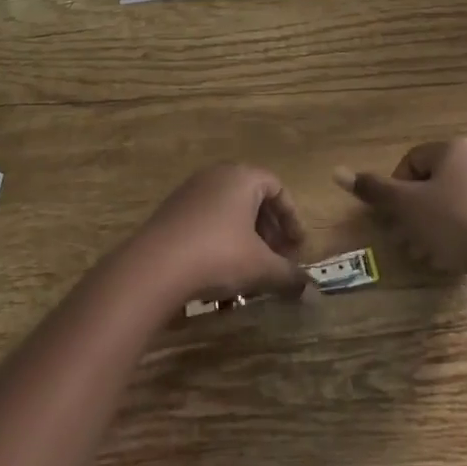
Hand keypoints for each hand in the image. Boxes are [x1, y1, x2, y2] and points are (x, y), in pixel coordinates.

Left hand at [123, 164, 308, 307]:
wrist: (155, 267)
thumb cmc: (218, 255)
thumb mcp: (260, 267)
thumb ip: (288, 275)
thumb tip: (312, 290)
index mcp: (242, 177)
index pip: (277, 187)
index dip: (291, 217)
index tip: (297, 246)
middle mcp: (217, 175)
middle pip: (252, 197)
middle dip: (269, 228)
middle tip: (277, 257)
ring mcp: (190, 191)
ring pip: (229, 209)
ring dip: (245, 236)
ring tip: (251, 267)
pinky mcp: (171, 210)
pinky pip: (207, 218)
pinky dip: (222, 238)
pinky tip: (221, 270)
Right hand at [335, 137, 466, 283]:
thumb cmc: (455, 224)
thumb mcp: (406, 206)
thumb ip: (374, 189)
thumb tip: (336, 172)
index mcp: (454, 148)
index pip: (411, 162)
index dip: (396, 191)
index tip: (393, 219)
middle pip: (433, 183)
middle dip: (414, 213)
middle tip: (404, 241)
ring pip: (454, 202)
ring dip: (433, 226)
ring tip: (425, 254)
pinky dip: (459, 233)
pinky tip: (452, 258)